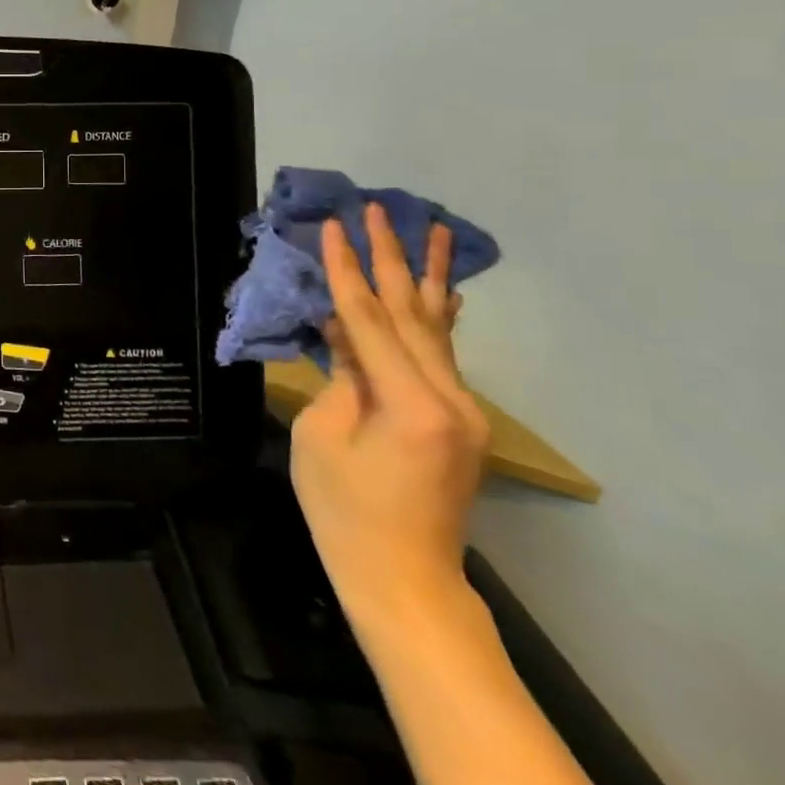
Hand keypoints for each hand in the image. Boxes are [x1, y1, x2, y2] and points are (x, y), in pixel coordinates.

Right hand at [290, 205, 489, 643]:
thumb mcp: (321, 435)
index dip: (345, 270)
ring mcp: (463, 408)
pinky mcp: (459, 419)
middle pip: (411, 312)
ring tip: (430, 227)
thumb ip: (338, 375)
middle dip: (390, 257)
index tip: (333, 226)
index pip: (369, 319)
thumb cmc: (343, 510)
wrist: (402, 575)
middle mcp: (450, 398)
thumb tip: (341, 330)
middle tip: (378, 208)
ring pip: (436, 327)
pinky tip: (445, 289)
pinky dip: (438, 316)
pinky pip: (442, 354)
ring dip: (426, 276)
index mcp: (410, 404)